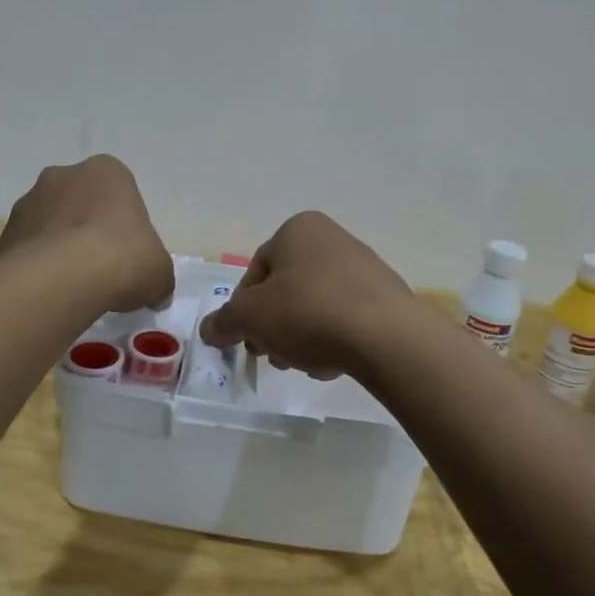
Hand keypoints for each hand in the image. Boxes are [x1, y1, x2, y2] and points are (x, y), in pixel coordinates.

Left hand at [0, 156, 173, 312]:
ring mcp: (29, 201)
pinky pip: (28, 247)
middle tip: (100, 267)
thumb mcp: (160, 272)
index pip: (119, 193)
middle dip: (87, 228)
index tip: (127, 254)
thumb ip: (159, 277)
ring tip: (73, 285)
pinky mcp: (5, 232)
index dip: (124, 224)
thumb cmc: (123, 258)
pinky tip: (51, 291)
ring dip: (59, 245)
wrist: (63, 279)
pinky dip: (38, 265)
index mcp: (106, 171)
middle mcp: (63, 175)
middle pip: (80, 202)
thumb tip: (158, 294)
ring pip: (50, 223)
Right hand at [199, 211, 418, 378]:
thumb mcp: (250, 318)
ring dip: (301, 338)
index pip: (256, 270)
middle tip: (271, 356)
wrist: (386, 335)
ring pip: (314, 307)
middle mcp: (332, 239)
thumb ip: (224, 322)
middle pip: (286, 290)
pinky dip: (333, 339)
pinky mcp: (386, 298)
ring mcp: (364, 268)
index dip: (243, 309)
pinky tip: (333, 364)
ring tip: (305, 365)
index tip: (245, 340)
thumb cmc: (308, 312)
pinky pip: (345, 318)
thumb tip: (209, 330)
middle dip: (274, 327)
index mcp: (298, 230)